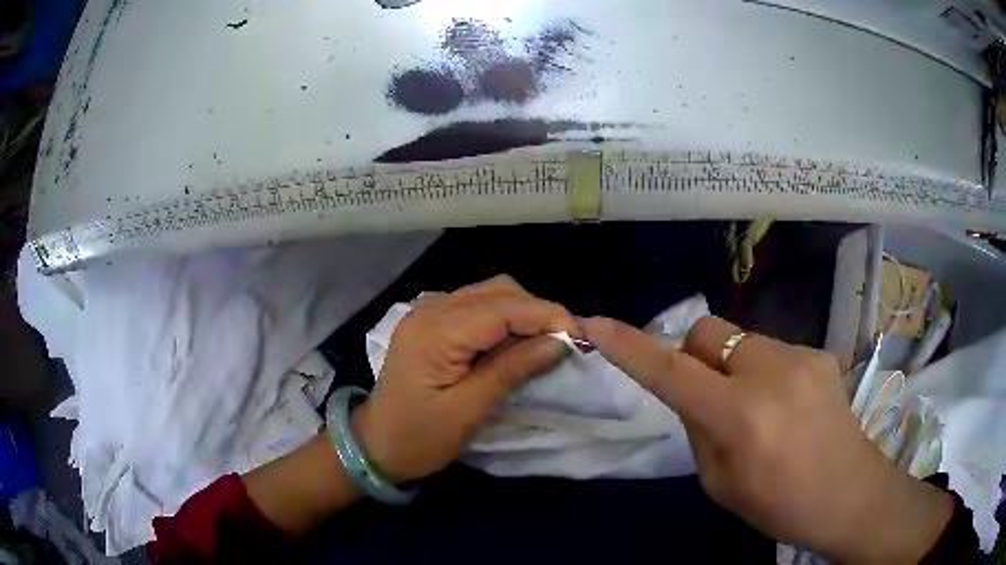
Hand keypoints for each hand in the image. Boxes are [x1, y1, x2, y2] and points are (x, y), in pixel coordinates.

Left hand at [353, 275, 579, 482]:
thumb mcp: (467, 411)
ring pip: (490, 293)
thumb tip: (560, 343)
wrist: (375, 445)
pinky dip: (504, 318)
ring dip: (523, 313)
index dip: (547, 316)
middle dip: (538, 311)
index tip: (580, 339)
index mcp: (435, 331)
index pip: (503, 307)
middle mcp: (431, 309)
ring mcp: (429, 312)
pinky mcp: (433, 322)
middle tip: (564, 344)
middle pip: (498, 290)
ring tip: (545, 343)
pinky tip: (515, 342)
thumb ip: (511, 370)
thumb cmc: (418, 437)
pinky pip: (477, 306)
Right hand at [584, 315, 953, 562]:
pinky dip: (764, 372)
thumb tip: (693, 390)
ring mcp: (800, 356)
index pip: (672, 373)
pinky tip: (788, 406)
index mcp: (741, 417)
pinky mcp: (819, 353)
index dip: (631, 347)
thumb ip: (699, 428)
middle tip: (708, 393)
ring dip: (733, 367)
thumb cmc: (779, 504)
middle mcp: (771, 373)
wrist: (849, 493)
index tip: (596, 323)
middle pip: (706, 331)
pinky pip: (772, 351)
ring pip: (741, 340)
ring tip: (759, 408)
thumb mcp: (720, 483)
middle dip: (694, 355)